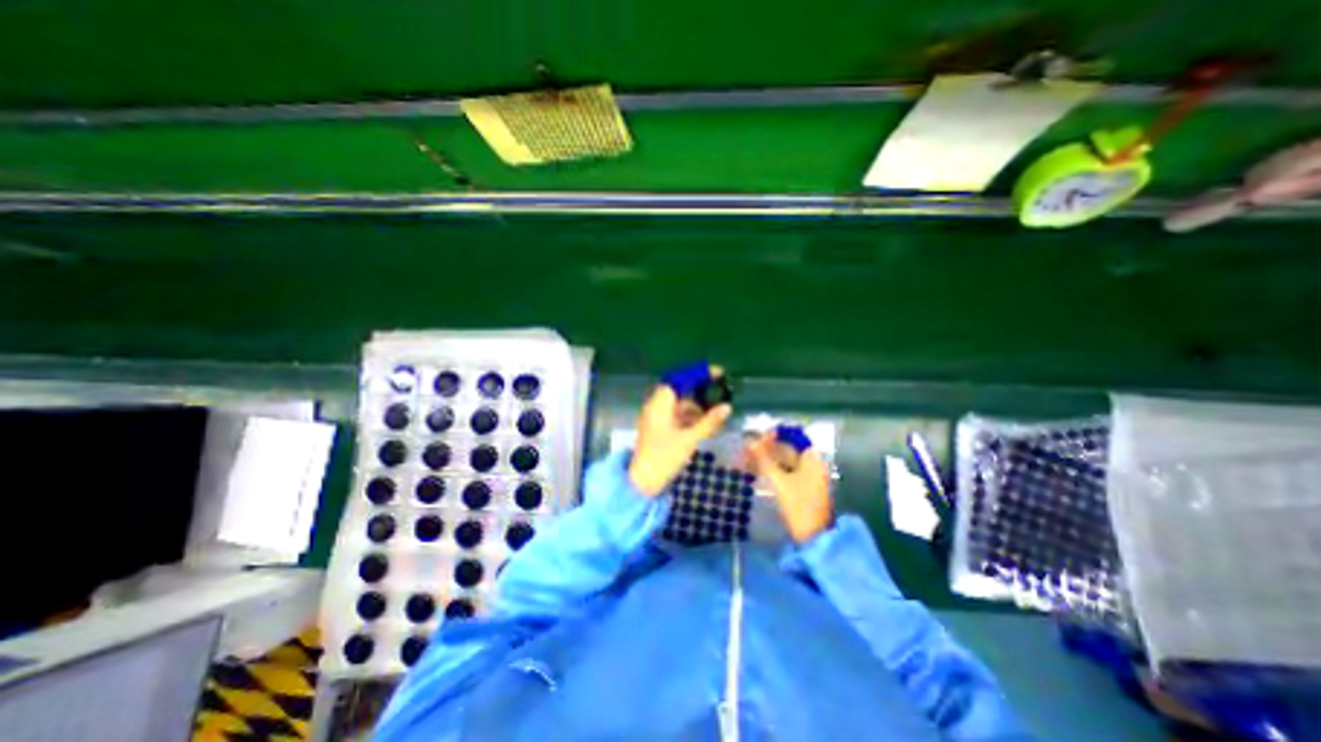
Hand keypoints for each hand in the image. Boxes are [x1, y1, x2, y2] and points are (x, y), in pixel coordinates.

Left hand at [629, 383, 732, 498]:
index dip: (699, 373)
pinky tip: (702, 422)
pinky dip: (688, 414)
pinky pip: (674, 413)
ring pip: (677, 401)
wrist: (643, 482)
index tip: (718, 373)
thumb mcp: (689, 439)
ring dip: (695, 403)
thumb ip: (709, 422)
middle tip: (719, 391)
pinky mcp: (656, 426)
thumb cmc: (664, 458)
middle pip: (679, 388)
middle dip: (699, 389)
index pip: (680, 378)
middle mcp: (655, 405)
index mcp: (660, 404)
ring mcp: (654, 416)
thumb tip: (727, 406)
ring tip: (714, 410)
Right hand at [749, 430, 827, 541]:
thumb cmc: (799, 506)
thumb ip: (764, 460)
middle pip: (787, 450)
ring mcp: (809, 478)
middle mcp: (813, 464)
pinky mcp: (803, 489)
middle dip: (767, 449)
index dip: (772, 436)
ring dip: (768, 460)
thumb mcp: (779, 482)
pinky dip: (773, 471)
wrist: (813, 539)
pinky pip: (786, 473)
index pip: (791, 439)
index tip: (754, 437)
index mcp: (813, 459)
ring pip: (785, 462)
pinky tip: (757, 471)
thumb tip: (749, 442)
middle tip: (746, 449)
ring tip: (747, 460)